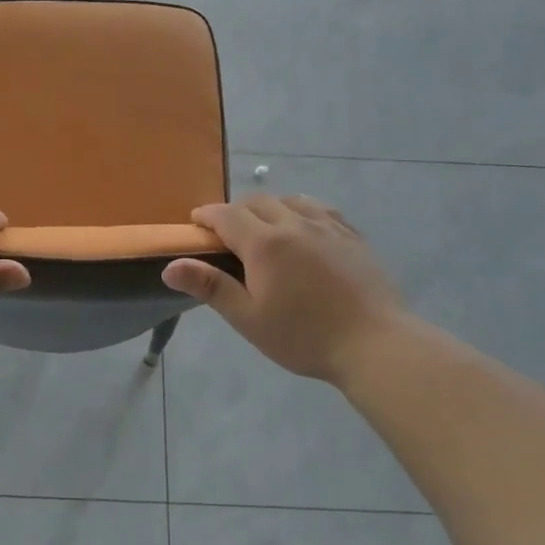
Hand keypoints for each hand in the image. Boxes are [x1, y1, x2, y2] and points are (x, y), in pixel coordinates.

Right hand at [162, 195, 409, 385]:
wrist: (375, 344)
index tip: (195, 222)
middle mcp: (294, 224)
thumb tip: (170, 266)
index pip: (226, 216)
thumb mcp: (248, 318)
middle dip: (236, 211)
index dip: (206, 215)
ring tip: (264, 226)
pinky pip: (321, 210)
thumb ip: (210, 287)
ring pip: (291, 200)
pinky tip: (304, 227)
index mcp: (264, 244)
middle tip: (226, 232)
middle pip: (258, 202)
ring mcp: (328, 227)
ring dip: (269, 207)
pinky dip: (301, 211)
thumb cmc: (304, 336)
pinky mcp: (353, 237)